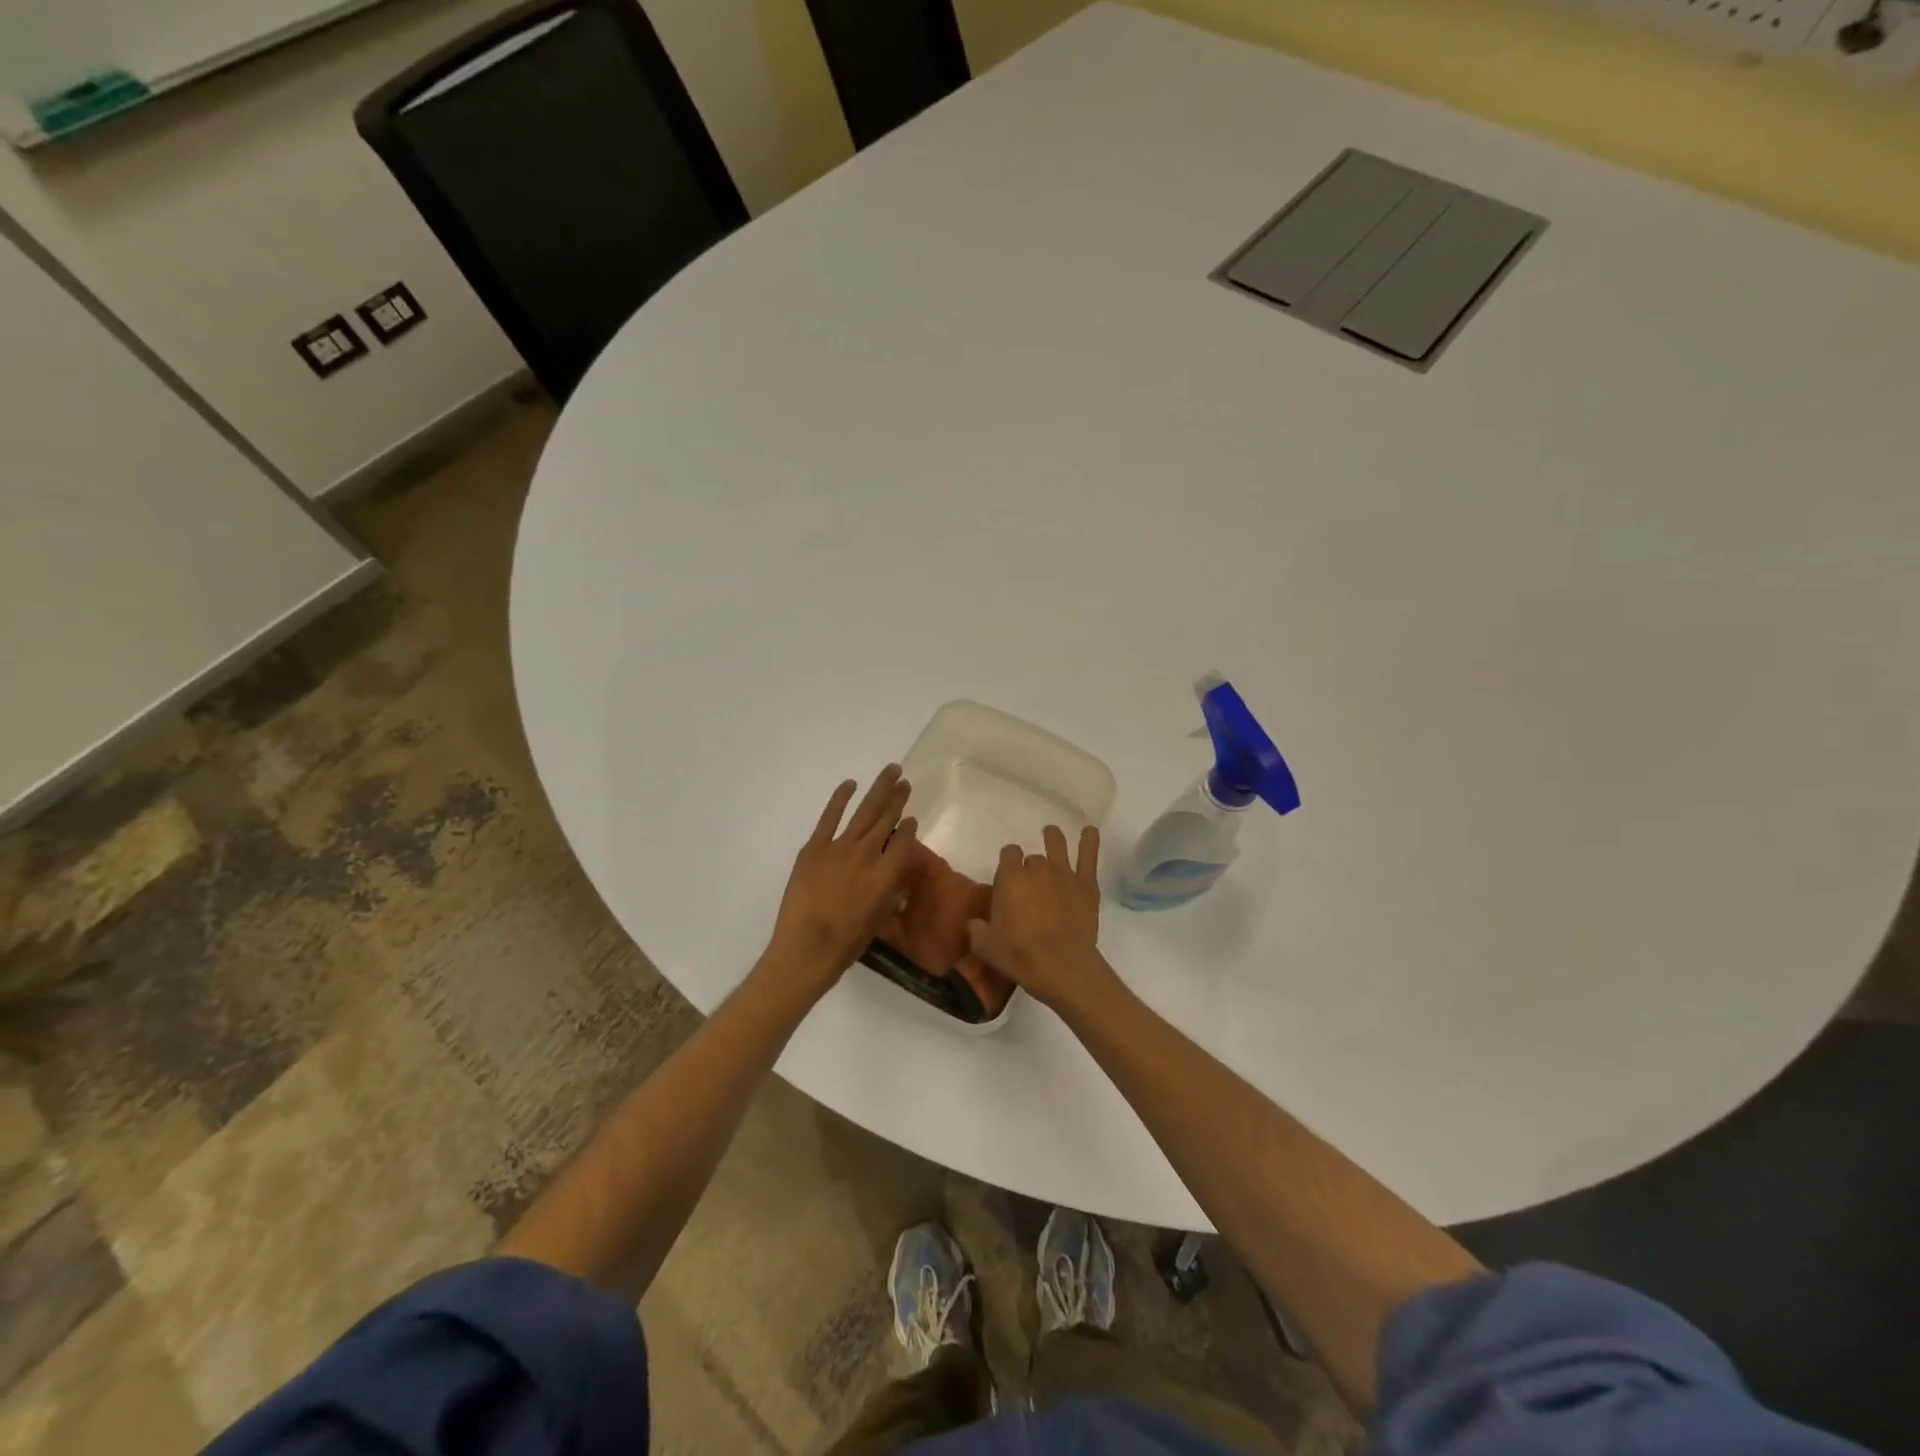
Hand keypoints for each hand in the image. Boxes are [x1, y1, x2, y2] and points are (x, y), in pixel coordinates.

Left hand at [766, 766, 917, 996]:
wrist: (805, 950)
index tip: (911, 818)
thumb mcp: (879, 918)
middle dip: (898, 798)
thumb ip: (890, 890)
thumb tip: (894, 872)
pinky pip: (829, 818)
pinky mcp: (814, 849)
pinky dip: (840, 799)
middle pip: (887, 819)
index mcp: (887, 875)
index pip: (904, 842)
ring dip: (879, 790)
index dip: (909, 828)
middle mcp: (867, 855)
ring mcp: (839, 848)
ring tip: (891, 771)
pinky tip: (850, 784)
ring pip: (865, 812)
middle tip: (905, 780)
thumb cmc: (847, 944)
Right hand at [966, 825, 1109, 1011]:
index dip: (1009, 862)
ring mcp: (1064, 873)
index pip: (1008, 853)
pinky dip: (1089, 841)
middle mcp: (1037, 868)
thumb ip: (976, 929)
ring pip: (1058, 845)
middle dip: (1030, 866)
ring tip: (1051, 834)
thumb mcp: (985, 946)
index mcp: (1010, 877)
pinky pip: (1088, 855)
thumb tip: (974, 923)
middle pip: (1033, 857)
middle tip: (1031, 884)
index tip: (1009, 874)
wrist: (1061, 965)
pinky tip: (1089, 831)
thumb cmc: (1019, 955)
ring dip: (1053, 838)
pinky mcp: (1086, 884)